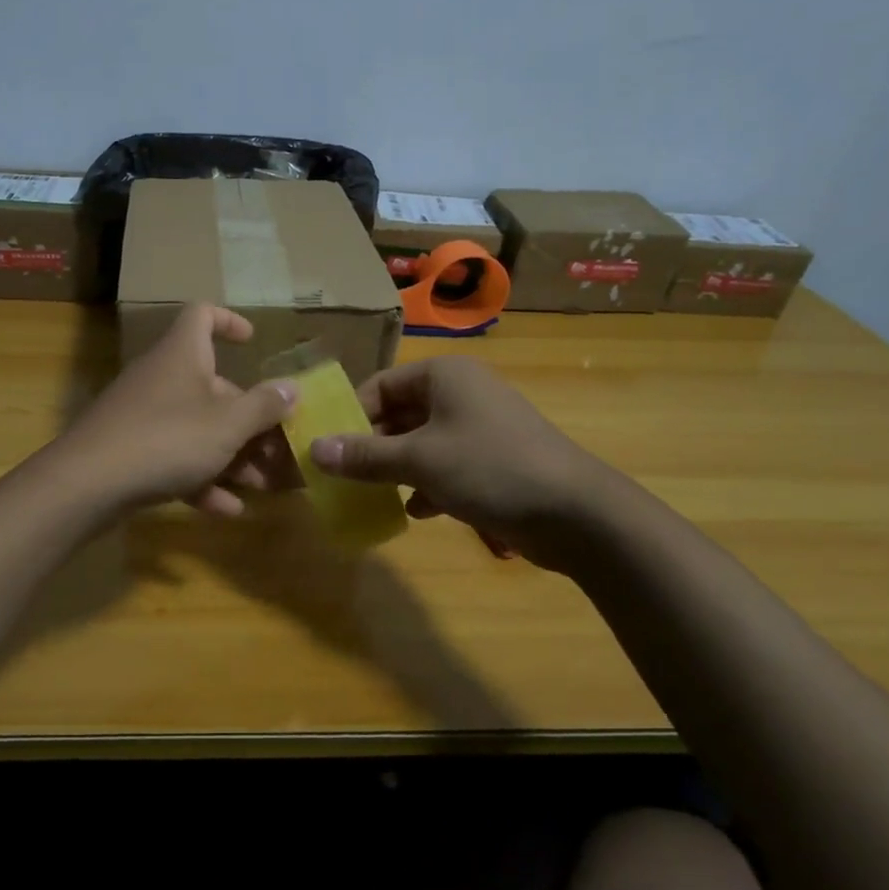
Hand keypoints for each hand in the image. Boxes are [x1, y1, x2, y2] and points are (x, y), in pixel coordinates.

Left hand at [62, 304, 297, 516]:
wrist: (88, 483)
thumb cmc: (168, 438)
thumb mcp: (228, 424)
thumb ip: (264, 406)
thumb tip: (292, 388)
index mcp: (183, 355)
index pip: (202, 315)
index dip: (229, 321)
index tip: (252, 343)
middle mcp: (162, 377)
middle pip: (212, 385)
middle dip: (248, 418)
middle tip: (277, 447)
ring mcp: (143, 415)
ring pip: (196, 428)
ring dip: (231, 455)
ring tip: (261, 486)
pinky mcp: (130, 450)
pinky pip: (174, 458)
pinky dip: (201, 479)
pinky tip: (227, 510)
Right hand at [307, 356, 621, 568]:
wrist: (575, 513)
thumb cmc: (489, 468)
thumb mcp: (419, 460)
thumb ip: (364, 456)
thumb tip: (313, 450)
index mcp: (444, 376)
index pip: (380, 385)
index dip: (351, 416)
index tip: (328, 449)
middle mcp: (462, 393)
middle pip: (400, 414)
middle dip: (372, 447)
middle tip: (344, 477)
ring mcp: (480, 427)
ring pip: (421, 442)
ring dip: (397, 468)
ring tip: (373, 495)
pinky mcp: (494, 460)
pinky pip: (446, 465)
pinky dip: (428, 484)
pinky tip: (418, 511)